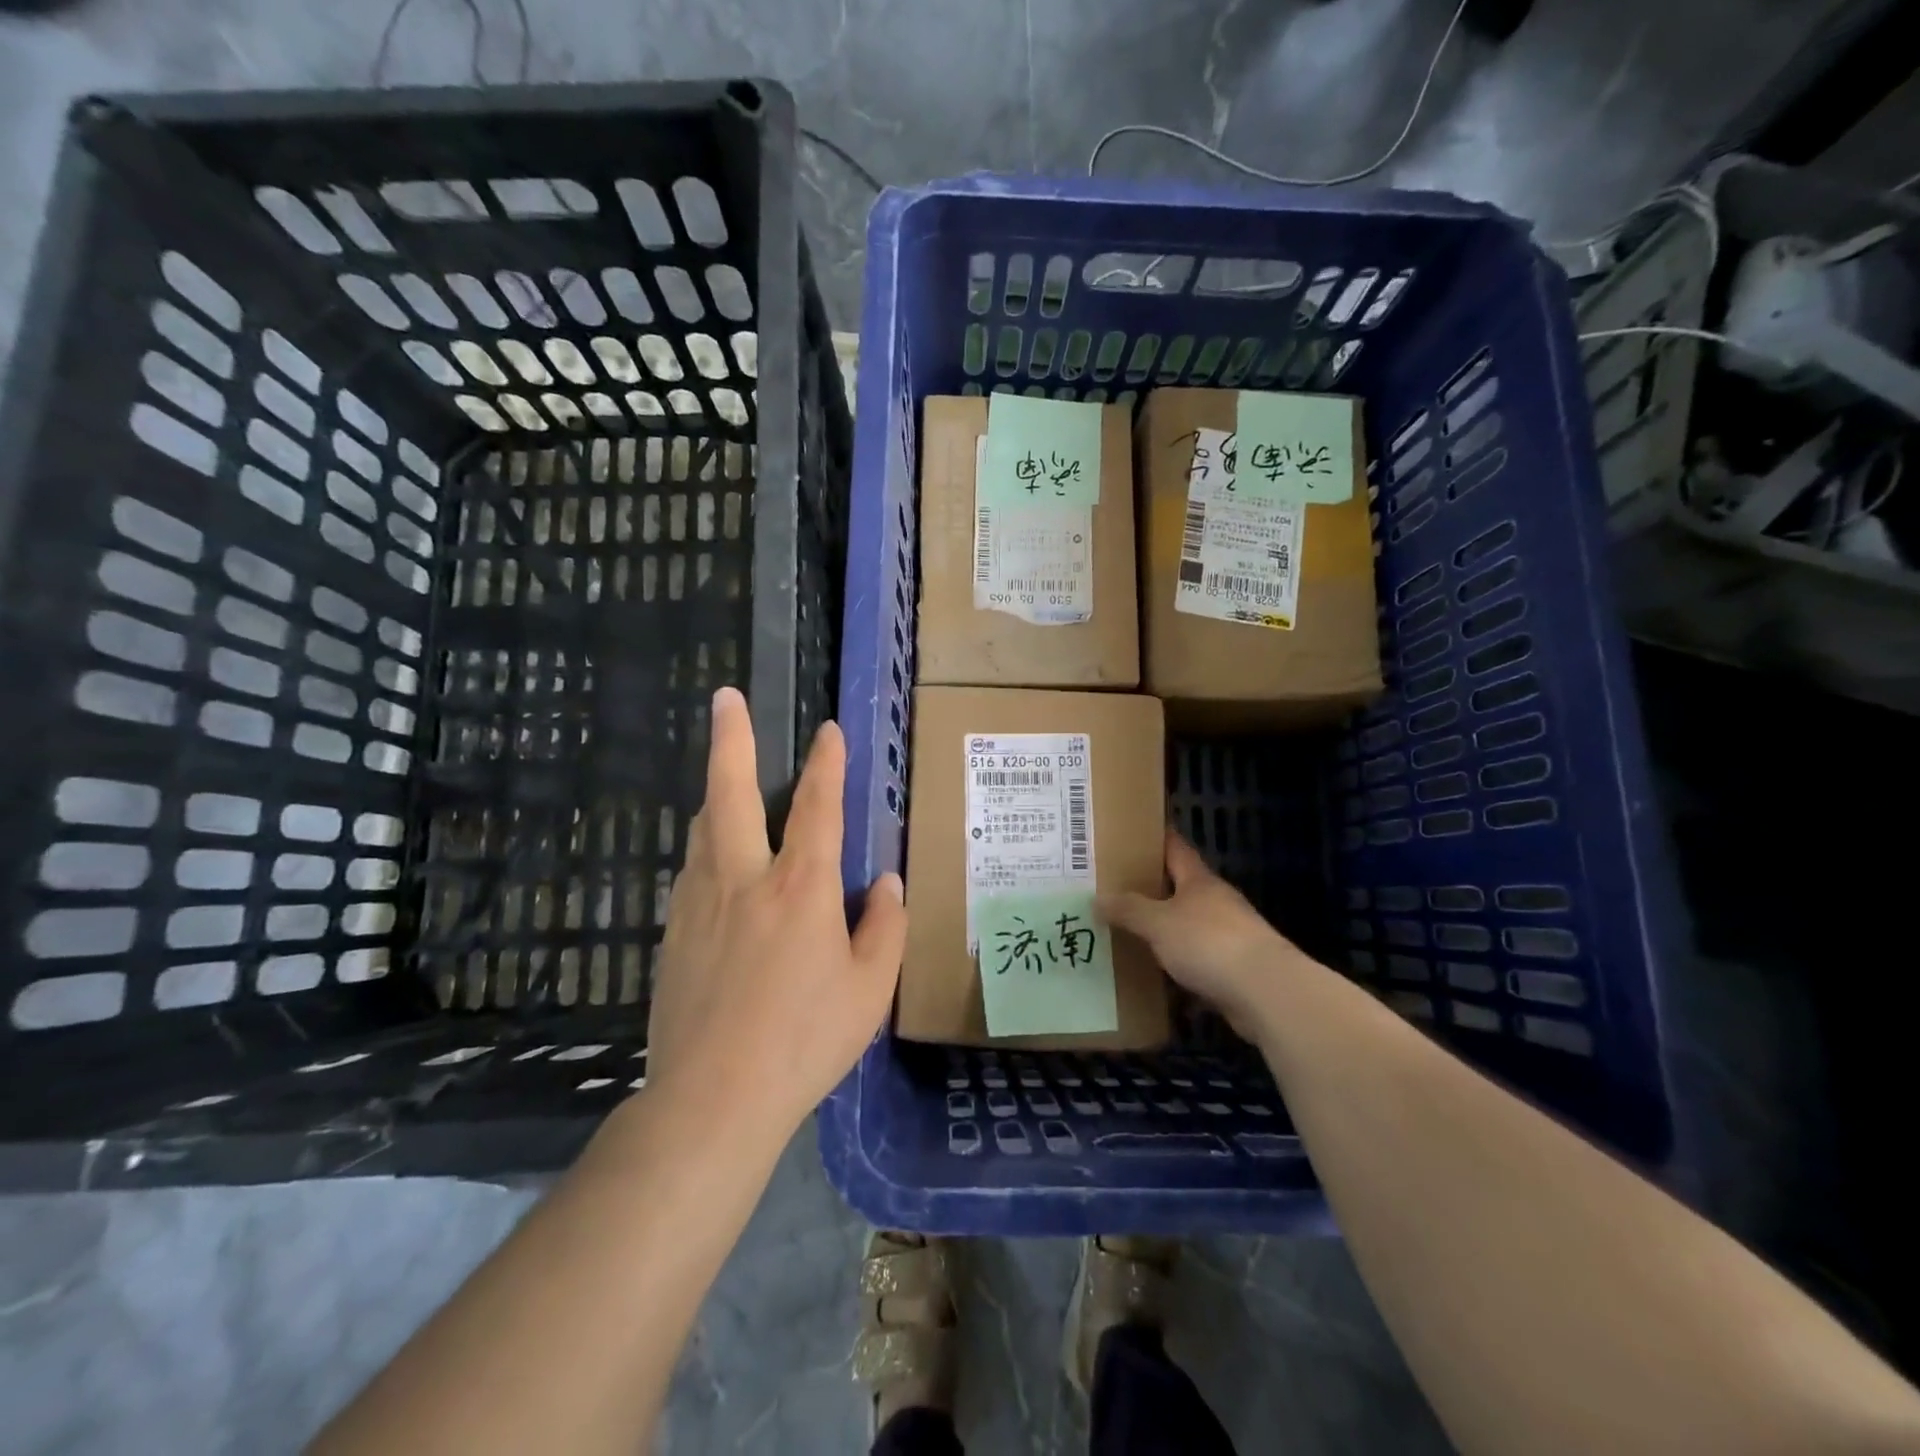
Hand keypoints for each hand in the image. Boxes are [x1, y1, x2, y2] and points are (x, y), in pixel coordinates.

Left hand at [645, 687, 906, 1146]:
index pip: (816, 808)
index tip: (829, 731)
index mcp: (800, 889)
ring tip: (725, 777)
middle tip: (725, 697)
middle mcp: (743, 880)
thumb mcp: (869, 988)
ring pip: (703, 828)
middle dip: (731, 739)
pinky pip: (692, 871)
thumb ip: (884, 927)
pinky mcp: (671, 932)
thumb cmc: (804, 1041)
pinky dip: (707, 848)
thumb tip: (885, 882)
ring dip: (716, 793)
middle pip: (730, 793)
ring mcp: (698, 903)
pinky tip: (716, 864)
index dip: (826, 765)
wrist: (712, 1099)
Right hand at [1101, 832, 1301, 1036]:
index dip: (1156, 839)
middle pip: (1181, 887)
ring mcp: (1230, 935)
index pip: (1175, 849)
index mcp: (1199, 881)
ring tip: (1130, 930)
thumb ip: (1129, 910)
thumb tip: (1098, 898)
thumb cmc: (1209, 943)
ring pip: (1189, 924)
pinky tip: (1156, 971)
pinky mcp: (1235, 968)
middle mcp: (1216, 902)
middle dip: (1153, 887)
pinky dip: (1178, 962)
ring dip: (1165, 928)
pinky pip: (1197, 959)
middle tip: (1116, 887)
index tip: (1133, 832)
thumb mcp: (1158, 923)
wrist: (1265, 992)